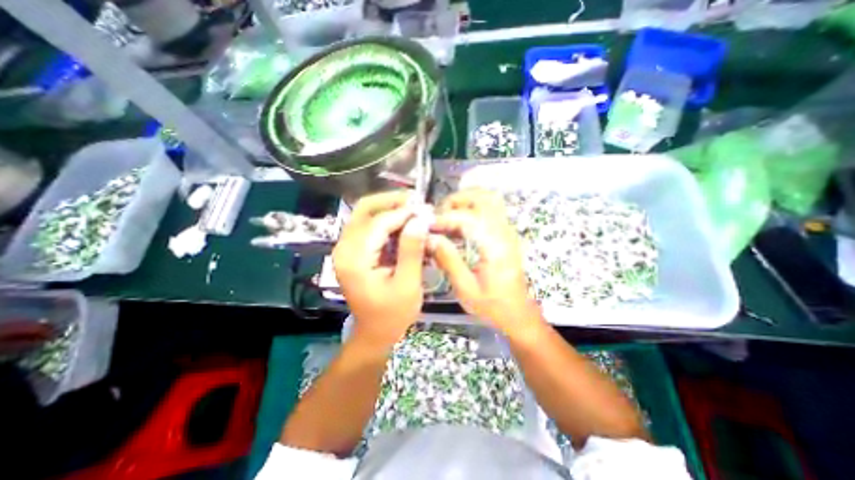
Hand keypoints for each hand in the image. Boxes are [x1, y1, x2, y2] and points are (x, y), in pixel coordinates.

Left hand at [331, 192, 427, 348]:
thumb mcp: (408, 284)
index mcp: (355, 259)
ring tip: (414, 211)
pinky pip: (369, 226)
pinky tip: (405, 223)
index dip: (404, 213)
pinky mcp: (353, 251)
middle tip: (417, 201)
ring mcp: (346, 248)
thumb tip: (420, 219)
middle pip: (364, 209)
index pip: (379, 223)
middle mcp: (344, 248)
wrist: (374, 332)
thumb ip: (412, 250)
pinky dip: (387, 221)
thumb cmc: (392, 314)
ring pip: (366, 214)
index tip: (426, 210)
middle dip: (392, 201)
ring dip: (391, 209)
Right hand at [431, 187, 543, 336]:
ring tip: (447, 216)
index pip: (467, 218)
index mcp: (495, 246)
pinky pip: (490, 209)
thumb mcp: (466, 288)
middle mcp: (504, 232)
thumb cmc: (492, 306)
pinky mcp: (505, 234)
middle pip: (483, 197)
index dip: (444, 218)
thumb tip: (430, 238)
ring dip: (465, 201)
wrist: (518, 314)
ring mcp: (507, 231)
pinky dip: (472, 209)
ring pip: (489, 199)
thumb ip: (448, 260)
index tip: (427, 226)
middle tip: (438, 215)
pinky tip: (458, 225)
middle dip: (457, 200)